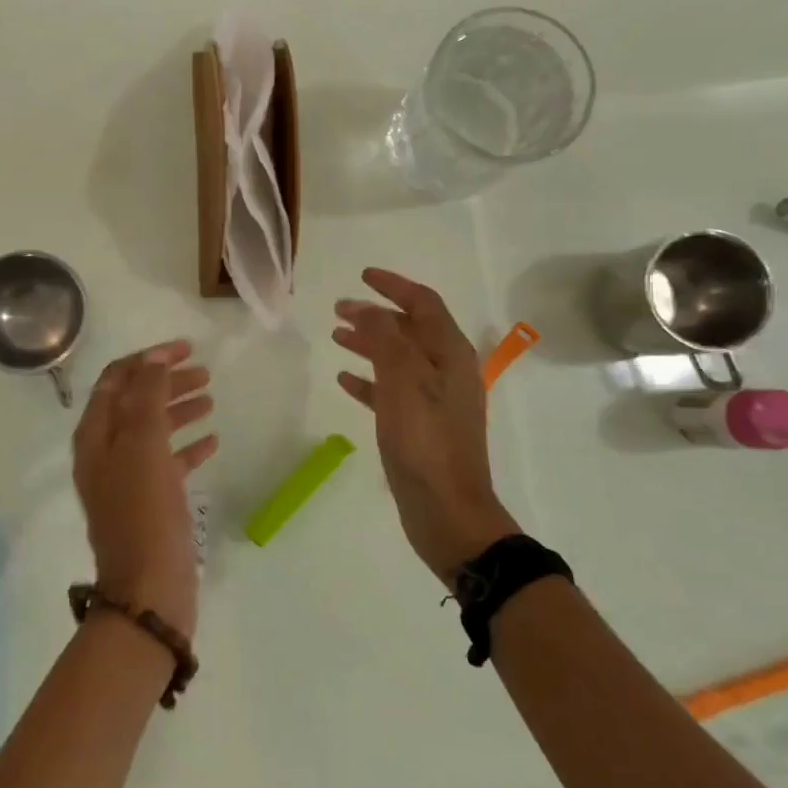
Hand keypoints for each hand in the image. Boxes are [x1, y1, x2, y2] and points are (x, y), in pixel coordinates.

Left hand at [72, 340, 216, 638]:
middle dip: (166, 382)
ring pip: (153, 431)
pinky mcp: (150, 503)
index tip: (185, 348)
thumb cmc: (143, 512)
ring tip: (210, 397)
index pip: (116, 380)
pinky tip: (212, 441)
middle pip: (135, 402)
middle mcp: (106, 453)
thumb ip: (146, 397)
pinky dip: (187, 447)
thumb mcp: (143, 446)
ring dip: (178, 409)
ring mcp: (127, 479)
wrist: (148, 591)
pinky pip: (168, 463)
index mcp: (96, 435)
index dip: (148, 359)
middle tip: (204, 372)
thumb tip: (154, 358)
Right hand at [332, 268, 520, 582]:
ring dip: (369, 343)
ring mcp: (435, 401)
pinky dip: (369, 379)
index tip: (362, 276)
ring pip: (398, 359)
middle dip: (375, 315)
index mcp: (451, 355)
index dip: (393, 286)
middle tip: (338, 309)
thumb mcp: (403, 381)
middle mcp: (447, 372)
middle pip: (410, 330)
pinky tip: (344, 380)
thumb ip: (384, 338)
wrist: (447, 512)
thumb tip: (366, 308)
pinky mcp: (420, 427)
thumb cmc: (425, 442)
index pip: (423, 304)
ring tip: (336, 336)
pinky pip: (391, 391)